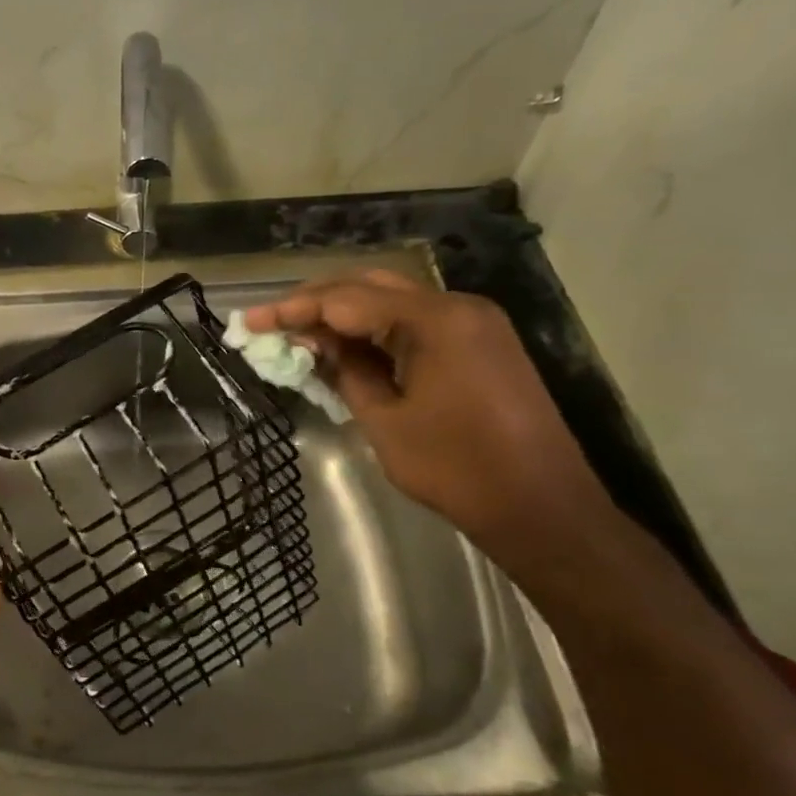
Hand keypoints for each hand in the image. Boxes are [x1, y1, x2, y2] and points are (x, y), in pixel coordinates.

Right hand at [243, 271, 618, 569]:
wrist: (544, 508)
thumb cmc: (458, 469)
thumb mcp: (385, 421)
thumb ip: (346, 372)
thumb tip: (314, 344)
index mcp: (435, 320)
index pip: (347, 299)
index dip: (293, 309)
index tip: (251, 321)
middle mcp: (457, 306)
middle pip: (370, 286)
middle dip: (316, 302)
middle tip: (272, 323)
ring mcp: (474, 323)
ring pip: (392, 302)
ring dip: (344, 314)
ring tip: (299, 334)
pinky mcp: (480, 344)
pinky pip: (415, 323)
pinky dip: (376, 331)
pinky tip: (346, 347)